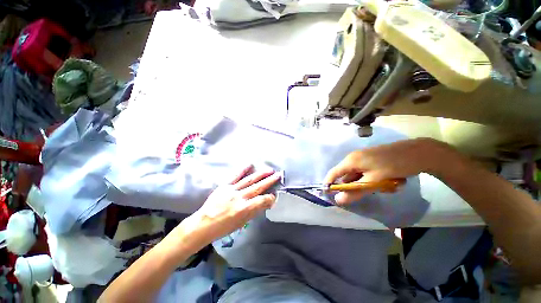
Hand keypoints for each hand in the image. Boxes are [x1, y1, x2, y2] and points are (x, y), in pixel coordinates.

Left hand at [187, 165, 280, 242]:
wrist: (203, 223)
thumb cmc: (223, 227)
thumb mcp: (241, 223)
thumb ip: (254, 211)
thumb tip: (266, 203)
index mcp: (244, 209)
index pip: (262, 200)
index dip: (270, 198)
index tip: (275, 195)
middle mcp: (240, 197)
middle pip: (258, 187)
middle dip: (270, 180)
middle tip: (278, 175)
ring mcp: (232, 190)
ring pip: (249, 180)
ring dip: (260, 174)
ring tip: (269, 170)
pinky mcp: (225, 185)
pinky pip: (235, 176)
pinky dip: (243, 169)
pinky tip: (250, 164)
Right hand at [324, 138, 453, 204]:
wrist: (418, 152)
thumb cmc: (393, 166)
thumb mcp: (374, 181)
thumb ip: (355, 191)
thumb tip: (338, 201)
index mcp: (351, 161)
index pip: (333, 173)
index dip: (330, 184)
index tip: (330, 196)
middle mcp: (353, 158)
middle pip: (346, 176)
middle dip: (356, 186)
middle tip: (370, 192)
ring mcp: (363, 157)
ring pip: (358, 175)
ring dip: (368, 184)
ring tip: (386, 186)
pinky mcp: (371, 159)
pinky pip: (366, 172)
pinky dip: (373, 179)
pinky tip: (389, 181)